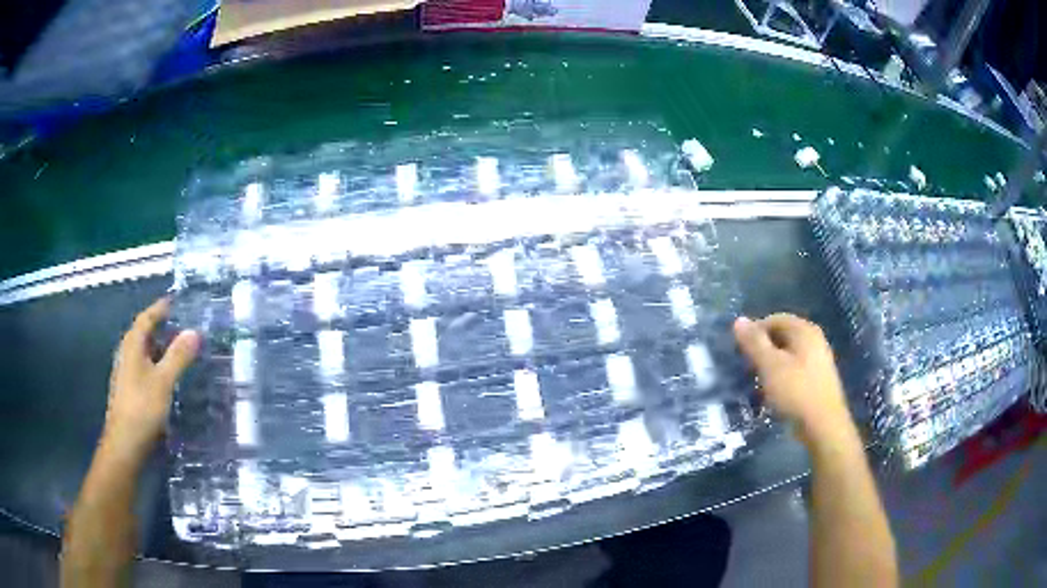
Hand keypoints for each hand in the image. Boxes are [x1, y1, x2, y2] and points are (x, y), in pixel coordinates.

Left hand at [101, 298, 199, 462]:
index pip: (146, 318)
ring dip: (159, 347)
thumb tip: (195, 331)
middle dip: (161, 327)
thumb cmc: (142, 408)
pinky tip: (166, 376)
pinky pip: (143, 367)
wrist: (125, 444)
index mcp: (132, 345)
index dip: (160, 308)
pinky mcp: (128, 389)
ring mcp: (125, 372)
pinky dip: (156, 364)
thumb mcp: (163, 381)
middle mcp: (126, 353)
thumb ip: (178, 356)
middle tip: (182, 326)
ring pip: (143, 352)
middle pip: (143, 333)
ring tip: (178, 350)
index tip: (176, 301)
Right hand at [733, 313, 852, 444]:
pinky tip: (773, 393)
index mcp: (804, 330)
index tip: (740, 352)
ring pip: (788, 355)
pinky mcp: (818, 380)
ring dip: (770, 366)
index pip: (774, 319)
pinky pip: (795, 370)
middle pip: (782, 336)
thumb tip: (739, 320)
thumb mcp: (770, 366)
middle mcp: (814, 340)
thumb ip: (754, 343)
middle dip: (762, 350)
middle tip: (747, 368)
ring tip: (757, 383)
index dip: (755, 332)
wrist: (823, 426)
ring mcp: (818, 360)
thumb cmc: (796, 392)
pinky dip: (781, 377)